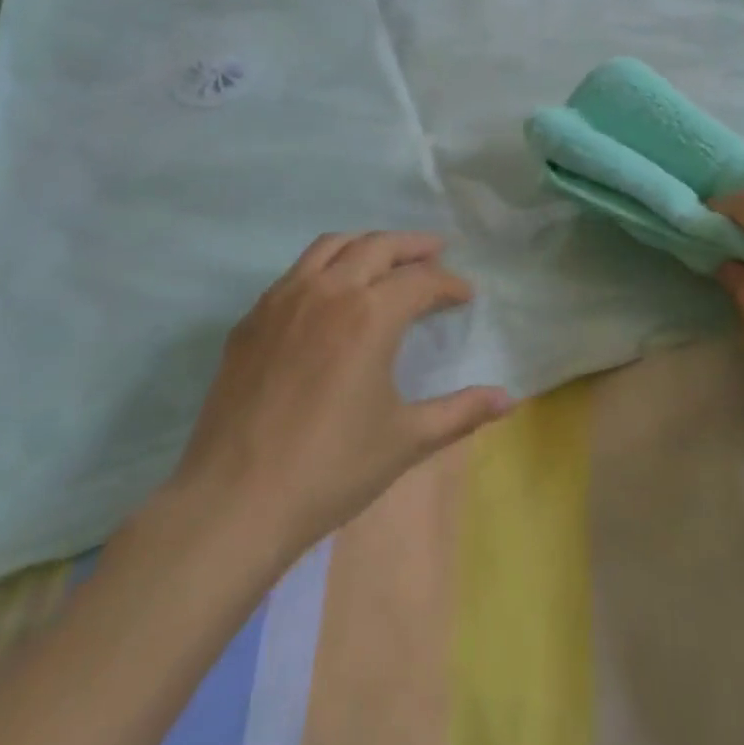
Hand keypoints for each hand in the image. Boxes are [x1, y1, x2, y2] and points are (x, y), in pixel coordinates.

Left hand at [164, 233, 509, 562]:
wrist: (234, 501)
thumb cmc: (330, 470)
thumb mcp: (406, 440)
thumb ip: (461, 412)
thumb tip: (509, 399)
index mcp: (370, 315)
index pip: (421, 280)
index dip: (450, 284)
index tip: (466, 296)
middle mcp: (327, 291)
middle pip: (378, 245)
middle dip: (413, 245)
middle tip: (436, 251)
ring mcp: (282, 299)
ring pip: (331, 246)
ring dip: (366, 243)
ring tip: (386, 257)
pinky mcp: (251, 319)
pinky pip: (295, 272)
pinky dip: (325, 266)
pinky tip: (330, 295)